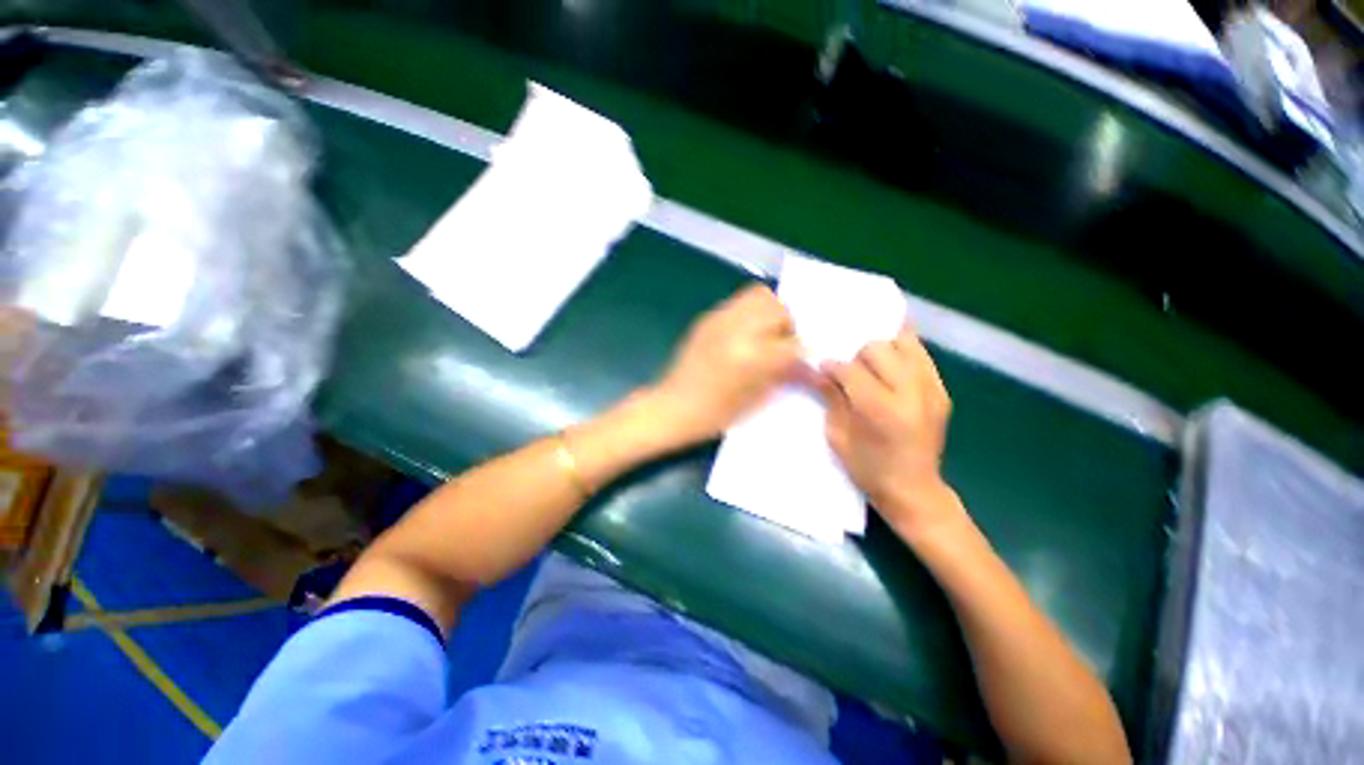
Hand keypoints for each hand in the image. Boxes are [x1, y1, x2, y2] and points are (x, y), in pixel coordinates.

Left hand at [649, 283, 804, 447]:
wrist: (673, 407)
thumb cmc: (714, 414)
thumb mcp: (755, 400)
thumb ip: (782, 375)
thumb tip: (806, 365)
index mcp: (751, 356)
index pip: (792, 342)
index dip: (801, 352)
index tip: (800, 360)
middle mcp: (737, 330)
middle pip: (779, 310)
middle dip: (788, 326)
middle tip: (782, 344)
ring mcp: (720, 320)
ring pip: (759, 296)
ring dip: (770, 312)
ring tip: (765, 333)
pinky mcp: (707, 319)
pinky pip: (738, 302)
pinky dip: (750, 313)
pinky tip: (745, 334)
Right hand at [820, 325, 958, 534]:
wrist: (914, 490)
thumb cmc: (868, 469)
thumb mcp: (838, 436)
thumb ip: (831, 397)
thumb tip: (820, 370)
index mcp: (881, 410)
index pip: (851, 369)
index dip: (832, 366)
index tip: (823, 370)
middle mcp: (911, 393)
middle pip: (879, 348)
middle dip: (857, 356)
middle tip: (849, 371)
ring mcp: (932, 389)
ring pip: (904, 342)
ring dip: (881, 349)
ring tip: (871, 365)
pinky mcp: (942, 390)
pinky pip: (920, 354)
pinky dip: (902, 353)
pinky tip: (889, 366)